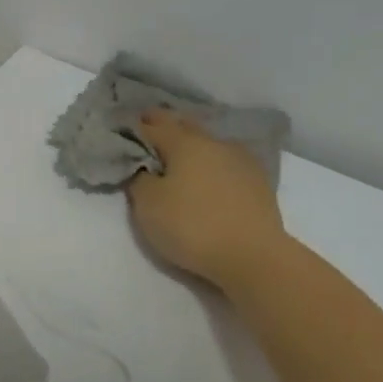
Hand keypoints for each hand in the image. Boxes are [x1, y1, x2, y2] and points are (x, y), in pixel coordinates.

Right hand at [126, 110, 287, 286]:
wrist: (253, 256)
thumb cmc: (192, 225)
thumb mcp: (148, 205)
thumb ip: (140, 178)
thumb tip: (144, 166)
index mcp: (185, 143)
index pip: (153, 125)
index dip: (136, 126)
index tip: (124, 128)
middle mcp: (214, 143)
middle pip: (185, 127)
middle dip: (166, 127)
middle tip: (149, 132)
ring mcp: (241, 160)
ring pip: (208, 144)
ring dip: (192, 145)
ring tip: (179, 156)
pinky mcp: (258, 182)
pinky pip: (226, 163)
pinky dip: (212, 164)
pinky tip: (209, 175)